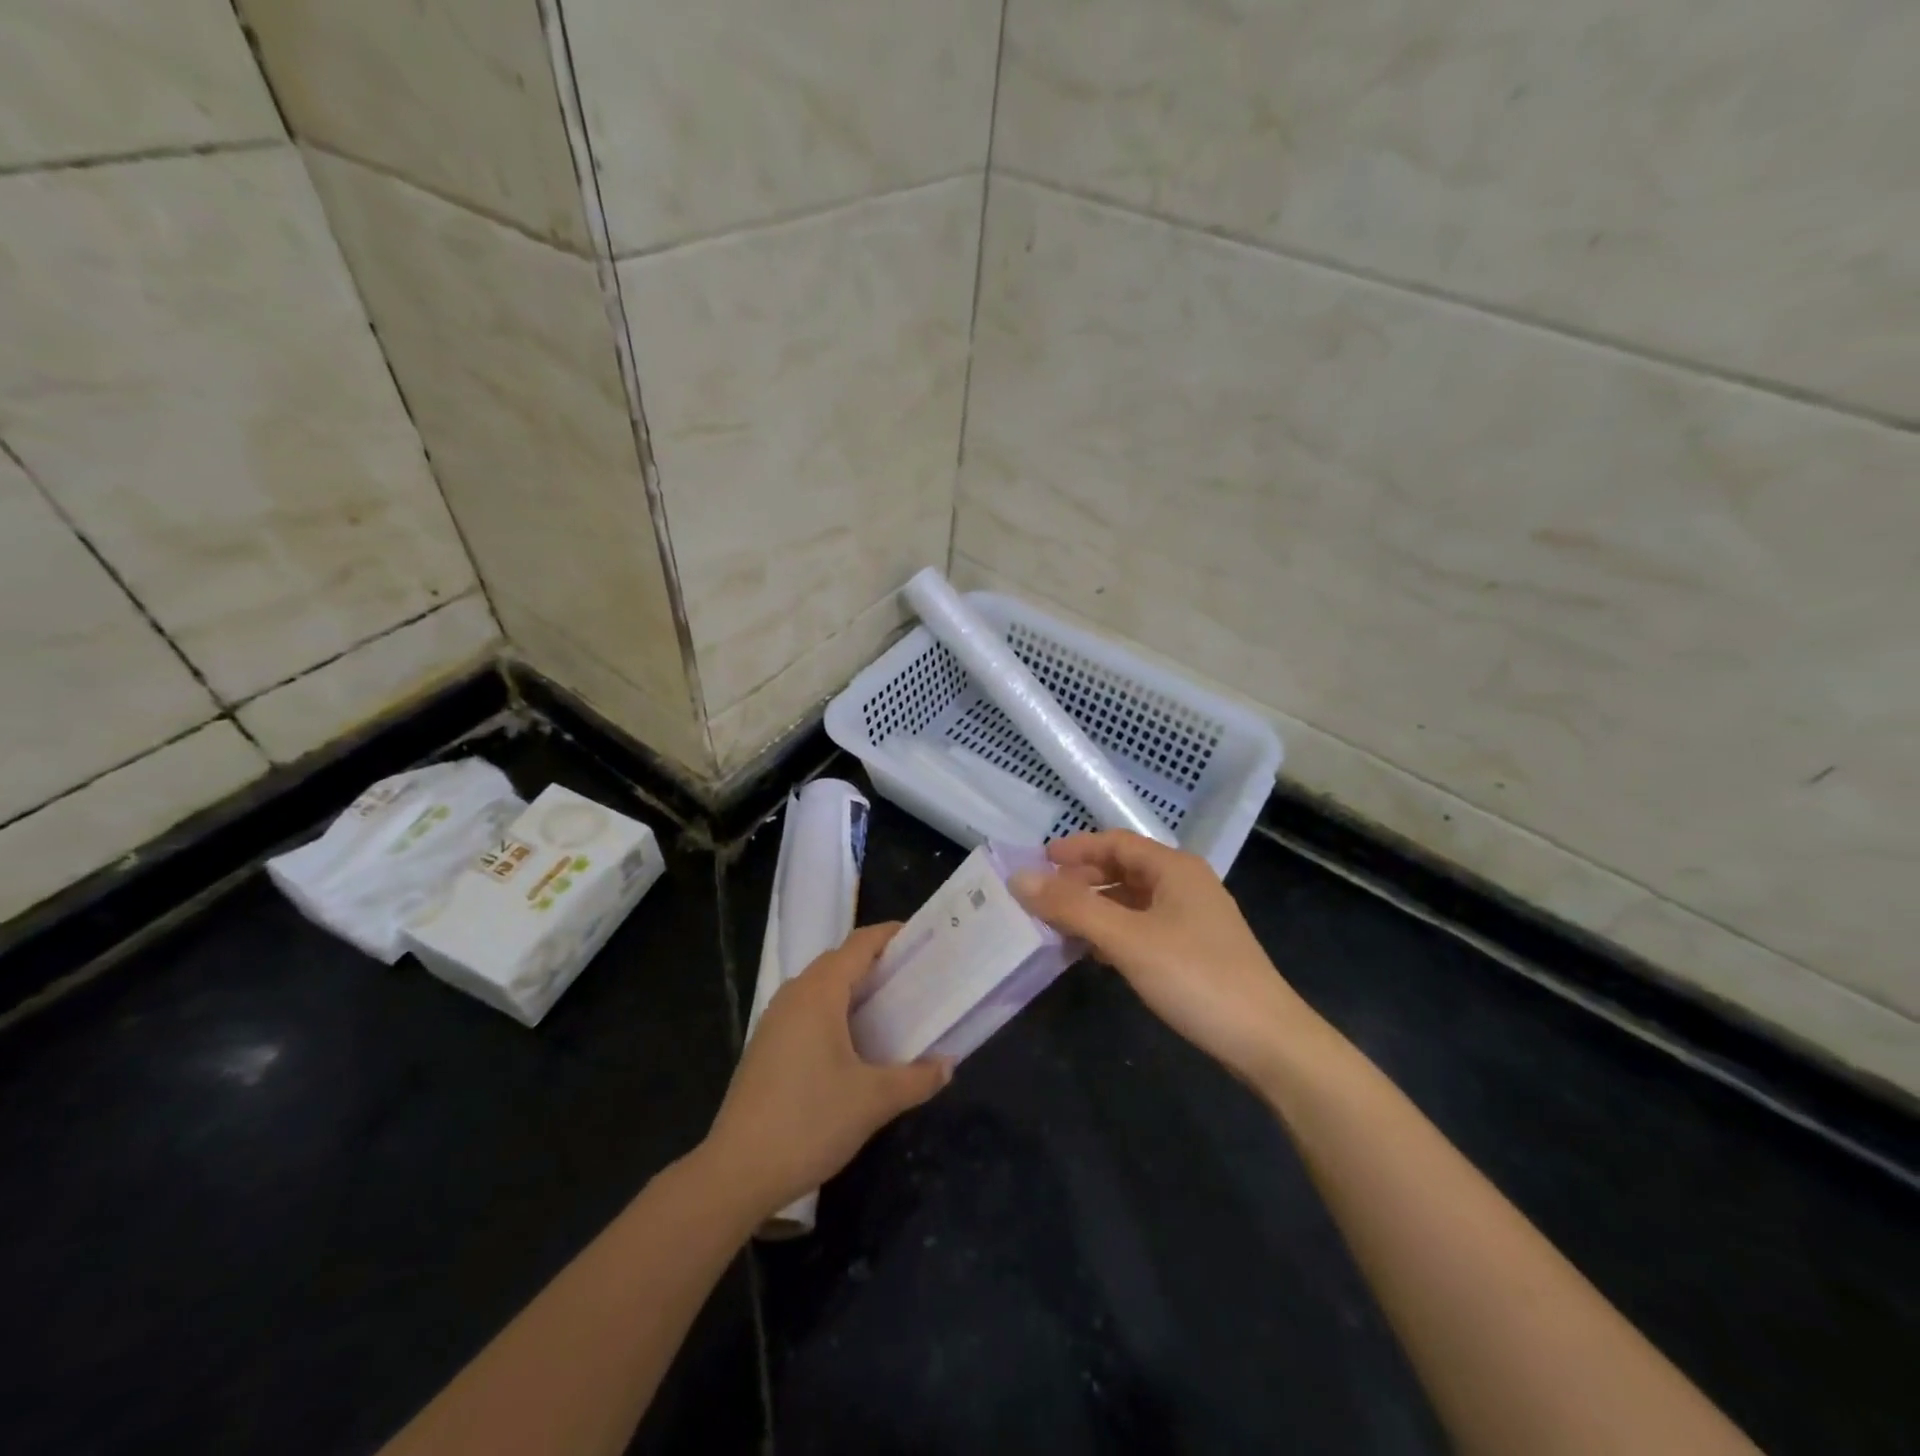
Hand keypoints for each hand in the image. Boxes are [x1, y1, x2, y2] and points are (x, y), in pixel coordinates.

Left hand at [700, 923, 952, 1218]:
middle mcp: (794, 995)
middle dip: (876, 962)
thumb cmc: (809, 1122)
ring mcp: (774, 1021)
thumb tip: (948, 1065)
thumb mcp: (874, 1101)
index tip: (923, 940)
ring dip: (854, 989)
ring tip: (891, 1007)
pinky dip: (835, 1011)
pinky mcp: (766, 1047)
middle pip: (839, 961)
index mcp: (819, 993)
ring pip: (821, 987)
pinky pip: (807, 1011)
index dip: (891, 936)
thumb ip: (917, 1078)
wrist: (736, 1172)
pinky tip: (854, 1044)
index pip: (859, 945)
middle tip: (916, 977)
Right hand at [1011, 831, 1317, 1084]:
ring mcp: (1194, 919)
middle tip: (1043, 899)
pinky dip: (1115, 933)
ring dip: (1096, 909)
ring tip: (1059, 928)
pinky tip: (1095, 954)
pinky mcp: (1196, 951)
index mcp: (1174, 868)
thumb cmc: (1196, 977)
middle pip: (1124, 869)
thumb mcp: (1126, 939)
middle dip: (1082, 881)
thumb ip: (1072, 907)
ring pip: (1133, 902)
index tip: (1038, 863)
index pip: (1116, 842)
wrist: (1268, 1042)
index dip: (1075, 849)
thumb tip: (1019, 877)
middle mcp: (1186, 885)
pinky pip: (1144, 928)